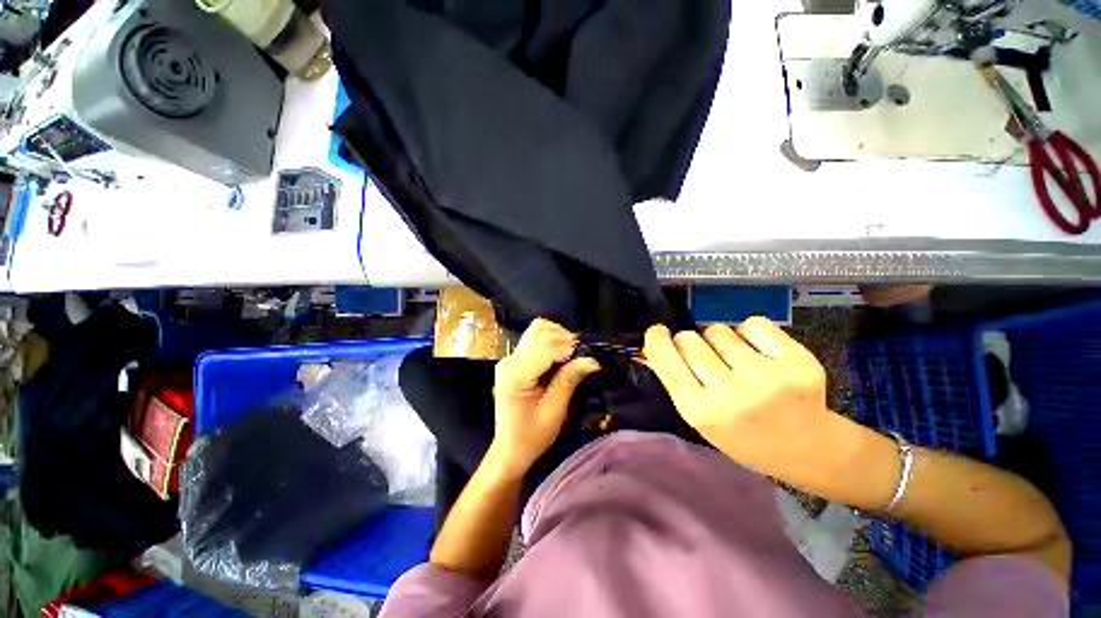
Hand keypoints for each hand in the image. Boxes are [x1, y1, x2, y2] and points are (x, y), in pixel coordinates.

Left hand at [489, 319, 599, 477]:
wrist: (509, 449)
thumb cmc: (531, 436)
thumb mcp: (554, 411)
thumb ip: (569, 380)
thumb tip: (592, 360)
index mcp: (516, 375)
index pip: (543, 347)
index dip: (567, 347)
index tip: (587, 355)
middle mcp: (509, 360)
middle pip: (539, 331)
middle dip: (563, 338)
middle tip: (580, 355)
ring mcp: (510, 358)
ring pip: (537, 330)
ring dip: (558, 336)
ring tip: (571, 354)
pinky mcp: (514, 360)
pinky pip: (534, 339)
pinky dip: (551, 341)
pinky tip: (560, 356)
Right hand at [643, 317, 837, 479]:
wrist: (808, 448)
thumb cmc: (742, 436)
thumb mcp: (700, 417)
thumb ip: (675, 380)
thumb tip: (652, 345)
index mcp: (701, 411)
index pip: (665, 358)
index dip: (657, 339)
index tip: (658, 332)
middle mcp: (731, 393)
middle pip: (689, 338)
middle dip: (689, 343)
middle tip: (705, 358)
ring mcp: (766, 376)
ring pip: (718, 329)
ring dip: (720, 340)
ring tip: (736, 360)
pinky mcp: (797, 360)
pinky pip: (752, 323)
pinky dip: (750, 333)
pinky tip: (759, 352)